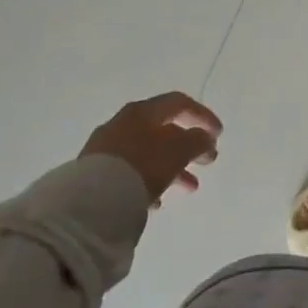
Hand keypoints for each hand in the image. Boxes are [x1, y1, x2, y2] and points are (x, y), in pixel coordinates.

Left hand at [80, 92, 222, 204]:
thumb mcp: (177, 151)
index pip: (178, 103)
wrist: (89, 203)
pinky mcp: (95, 174)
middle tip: (207, 161)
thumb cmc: (141, 166)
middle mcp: (122, 123)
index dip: (202, 115)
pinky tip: (156, 200)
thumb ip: (197, 141)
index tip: (218, 135)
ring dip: (172, 167)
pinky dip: (149, 180)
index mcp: (142, 111)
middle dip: (189, 146)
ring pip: (148, 153)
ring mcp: (106, 149)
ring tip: (188, 187)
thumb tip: (206, 138)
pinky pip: (131, 172)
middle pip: (163, 129)